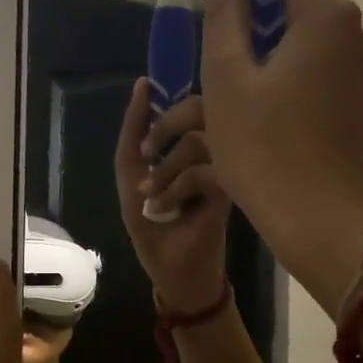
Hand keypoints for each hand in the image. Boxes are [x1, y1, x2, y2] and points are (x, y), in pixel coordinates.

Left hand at [114, 78, 230, 311]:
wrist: (179, 277)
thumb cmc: (157, 232)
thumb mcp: (132, 183)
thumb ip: (132, 140)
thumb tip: (142, 85)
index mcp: (193, 146)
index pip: (185, 105)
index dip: (162, 103)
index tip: (146, 94)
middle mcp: (213, 152)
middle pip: (197, 111)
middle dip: (163, 128)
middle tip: (147, 153)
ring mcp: (225, 171)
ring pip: (197, 142)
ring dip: (165, 167)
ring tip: (151, 195)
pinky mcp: (231, 193)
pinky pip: (205, 171)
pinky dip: (178, 186)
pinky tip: (166, 207)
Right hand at [200, 0, 362, 314]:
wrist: (319, 218)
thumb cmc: (266, 148)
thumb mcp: (229, 81)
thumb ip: (226, 21)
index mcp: (321, 15)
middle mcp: (347, 29)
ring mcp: (352, 64)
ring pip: (304, 21)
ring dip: (269, 11)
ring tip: (234, 7)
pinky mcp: (346, 93)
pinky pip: (309, 50)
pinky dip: (279, 43)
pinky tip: (253, 57)